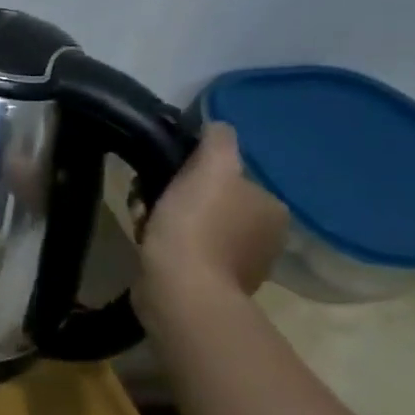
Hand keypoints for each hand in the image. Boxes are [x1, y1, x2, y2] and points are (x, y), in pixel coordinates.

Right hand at [136, 122, 288, 298]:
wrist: (181, 288)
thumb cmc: (197, 224)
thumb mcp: (210, 168)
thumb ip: (218, 141)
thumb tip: (218, 126)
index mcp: (271, 207)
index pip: (230, 176)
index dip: (193, 172)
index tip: (165, 176)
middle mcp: (265, 236)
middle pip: (211, 201)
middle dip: (176, 198)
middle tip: (148, 200)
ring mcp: (241, 264)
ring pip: (195, 226)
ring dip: (166, 221)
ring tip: (144, 225)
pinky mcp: (212, 284)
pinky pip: (186, 252)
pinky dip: (167, 246)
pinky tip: (149, 245)